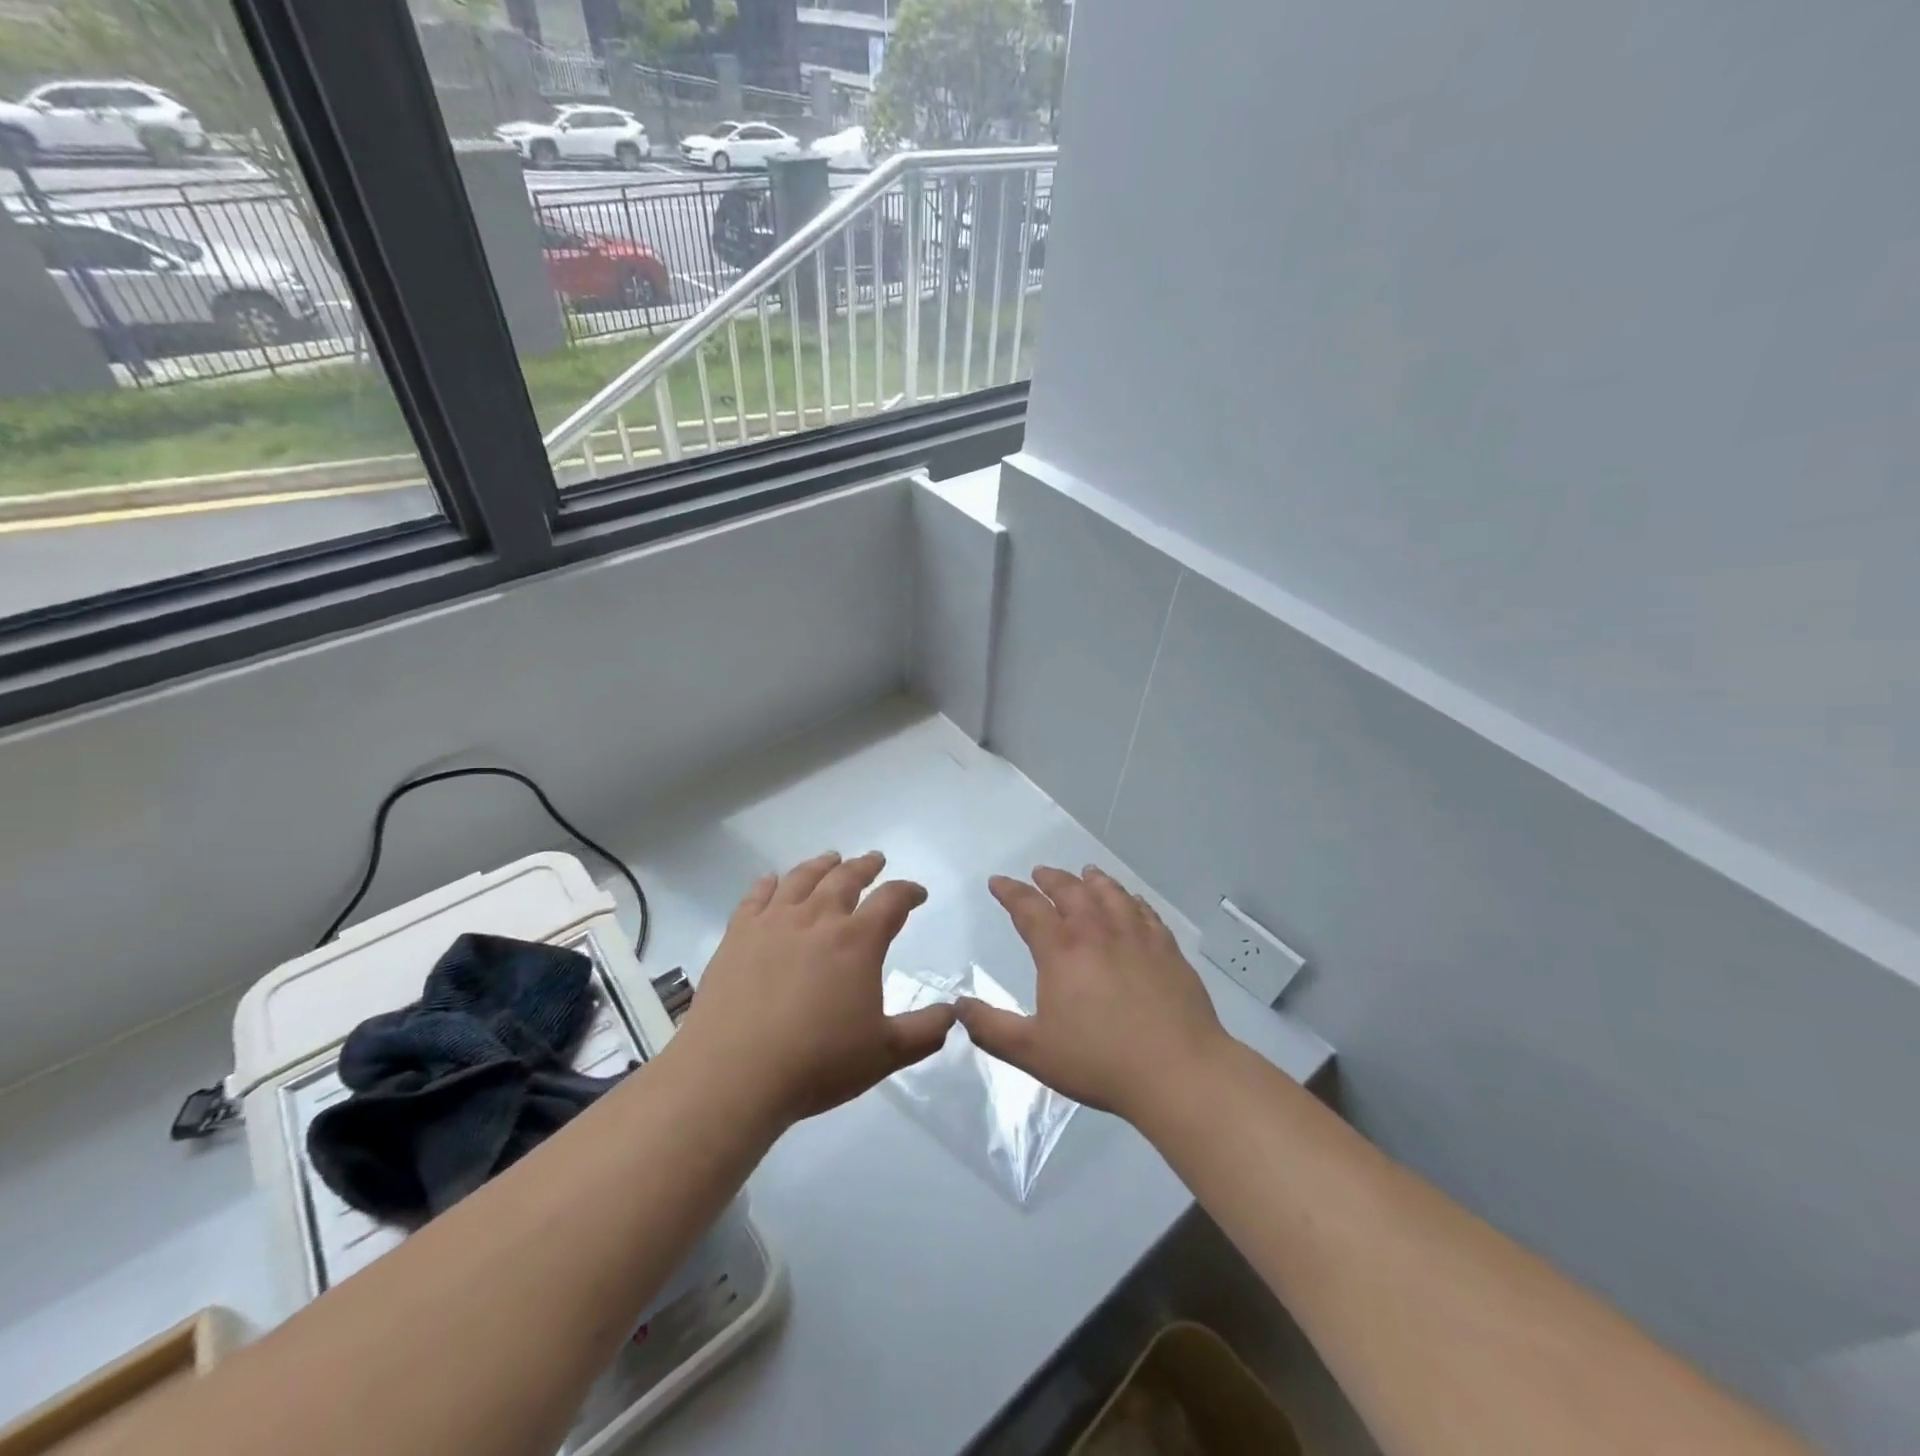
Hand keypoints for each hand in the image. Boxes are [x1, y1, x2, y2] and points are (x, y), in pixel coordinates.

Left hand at [673, 851, 953, 1128]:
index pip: (892, 900)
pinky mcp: (737, 935)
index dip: (909, 892)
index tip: (918, 893)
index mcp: (857, 940)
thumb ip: (925, 1031)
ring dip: (822, 865)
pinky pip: (756, 896)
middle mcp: (818, 919)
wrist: (733, 1074)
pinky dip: (769, 883)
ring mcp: (773, 923)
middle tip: (875, 860)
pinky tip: (772, 881)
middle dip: (866, 866)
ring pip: (802, 878)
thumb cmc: (816, 1062)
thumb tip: (952, 1013)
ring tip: (831, 859)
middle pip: (846, 878)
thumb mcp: (884, 1054)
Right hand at [957, 865, 1227, 1124]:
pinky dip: (1130, 899)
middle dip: (1050, 878)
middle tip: (1039, 872)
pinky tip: (1130, 901)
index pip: (1028, 907)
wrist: (1177, 1071)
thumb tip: (959, 1005)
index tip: (998, 882)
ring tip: (1085, 873)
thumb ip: (991, 1027)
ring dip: (1092, 880)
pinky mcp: (1167, 948)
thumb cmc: (1099, 1061)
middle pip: (1070, 891)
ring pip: (1110, 893)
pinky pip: (1144, 911)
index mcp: (1061, 950)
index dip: (1010, 891)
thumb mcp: (1032, 1051)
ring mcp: (1136, 936)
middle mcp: (1097, 931)